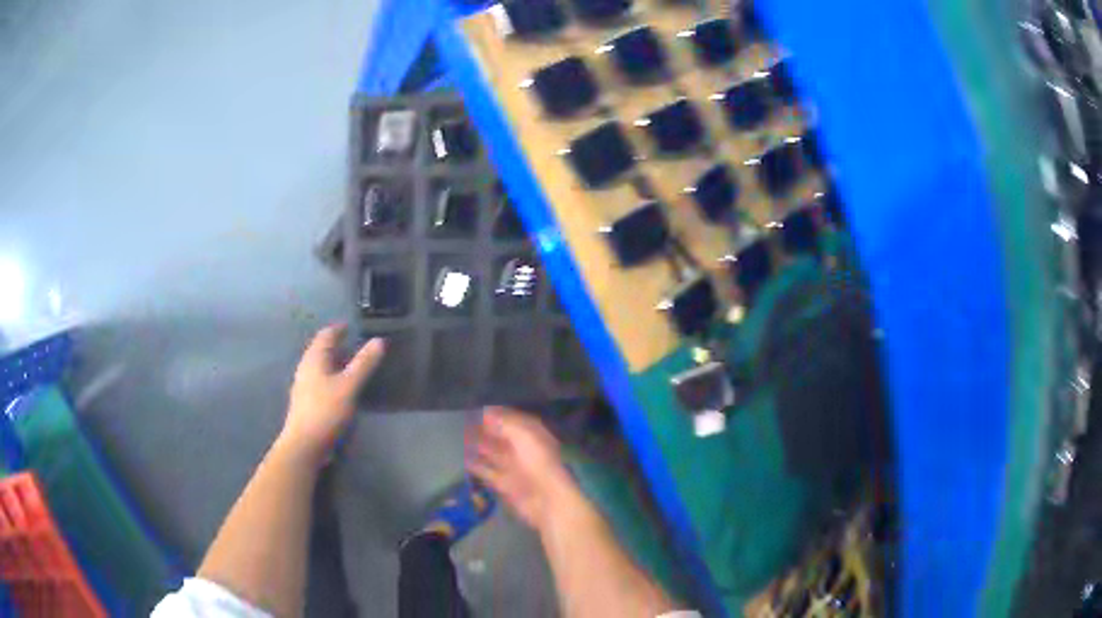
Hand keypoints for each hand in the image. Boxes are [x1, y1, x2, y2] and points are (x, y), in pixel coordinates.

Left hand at [279, 325, 384, 464]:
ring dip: (335, 363)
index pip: (325, 335)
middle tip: (357, 346)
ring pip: (321, 367)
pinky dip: (332, 378)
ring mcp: (304, 386)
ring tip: (353, 366)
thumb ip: (364, 364)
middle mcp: (306, 368)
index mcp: (314, 359)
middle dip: (338, 346)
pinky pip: (320, 381)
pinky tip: (342, 389)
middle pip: (321, 350)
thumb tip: (379, 340)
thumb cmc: (326, 411)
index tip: (352, 327)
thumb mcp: (349, 386)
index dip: (339, 329)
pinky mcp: (306, 402)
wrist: (304, 444)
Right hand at [465, 407, 579, 531]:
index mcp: (533, 435)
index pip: (514, 420)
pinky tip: (465, 460)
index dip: (498, 415)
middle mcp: (523, 449)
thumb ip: (505, 424)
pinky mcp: (506, 484)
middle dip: (486, 429)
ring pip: (494, 453)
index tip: (478, 408)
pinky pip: (489, 472)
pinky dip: (478, 467)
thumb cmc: (538, 464)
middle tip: (465, 421)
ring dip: (480, 446)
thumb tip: (487, 410)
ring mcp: (514, 467)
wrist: (546, 500)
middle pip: (502, 436)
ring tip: (462, 437)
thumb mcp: (524, 437)